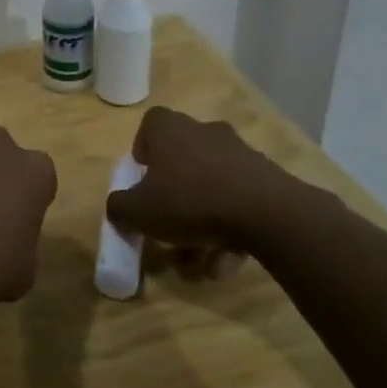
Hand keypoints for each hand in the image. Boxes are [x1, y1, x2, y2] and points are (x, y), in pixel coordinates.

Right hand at [104, 106, 317, 251]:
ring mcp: (239, 153)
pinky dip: (230, 230)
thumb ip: (119, 207)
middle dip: (175, 194)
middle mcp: (204, 132)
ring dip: (203, 222)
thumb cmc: (190, 201)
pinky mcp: (267, 177)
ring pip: (211, 187)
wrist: (267, 213)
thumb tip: (118, 207)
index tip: (143, 177)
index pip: (150, 125)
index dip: (143, 150)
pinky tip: (226, 261)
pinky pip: (239, 203)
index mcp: (169, 129)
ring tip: (200, 260)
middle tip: (169, 223)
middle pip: (182, 159)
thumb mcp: (138, 211)